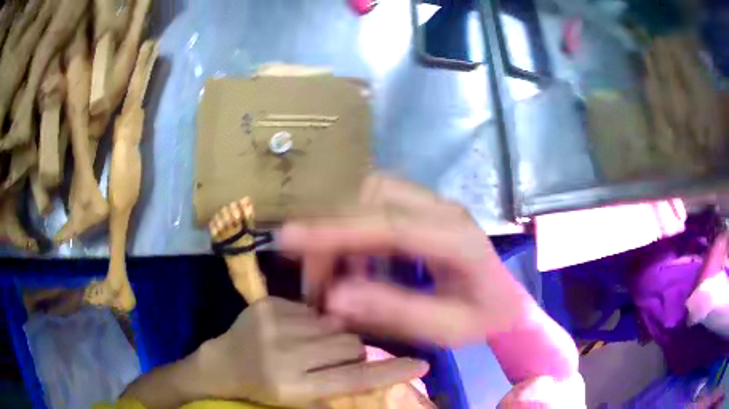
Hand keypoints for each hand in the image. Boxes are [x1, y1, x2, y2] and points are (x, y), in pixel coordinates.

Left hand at [195, 297, 427, 407]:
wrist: (221, 364)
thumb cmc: (262, 389)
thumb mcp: (298, 401)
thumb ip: (335, 389)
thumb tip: (371, 369)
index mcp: (291, 387)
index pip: (352, 380)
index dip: (390, 373)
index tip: (422, 365)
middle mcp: (283, 355)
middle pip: (348, 345)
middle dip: (352, 351)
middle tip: (337, 358)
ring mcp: (273, 324)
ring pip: (333, 324)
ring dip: (331, 335)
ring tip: (310, 345)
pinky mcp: (267, 304)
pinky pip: (311, 309)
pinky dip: (311, 322)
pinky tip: (293, 331)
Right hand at [279, 174, 533, 346]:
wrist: (506, 302)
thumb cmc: (482, 319)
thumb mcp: (445, 330)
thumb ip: (394, 312)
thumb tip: (334, 299)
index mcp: (457, 239)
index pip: (388, 224)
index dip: (335, 231)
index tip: (286, 238)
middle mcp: (444, 209)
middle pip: (373, 196)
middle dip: (333, 231)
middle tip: (318, 281)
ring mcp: (434, 203)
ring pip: (370, 194)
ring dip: (342, 228)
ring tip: (335, 275)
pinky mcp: (423, 207)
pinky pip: (376, 204)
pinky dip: (355, 230)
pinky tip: (357, 265)